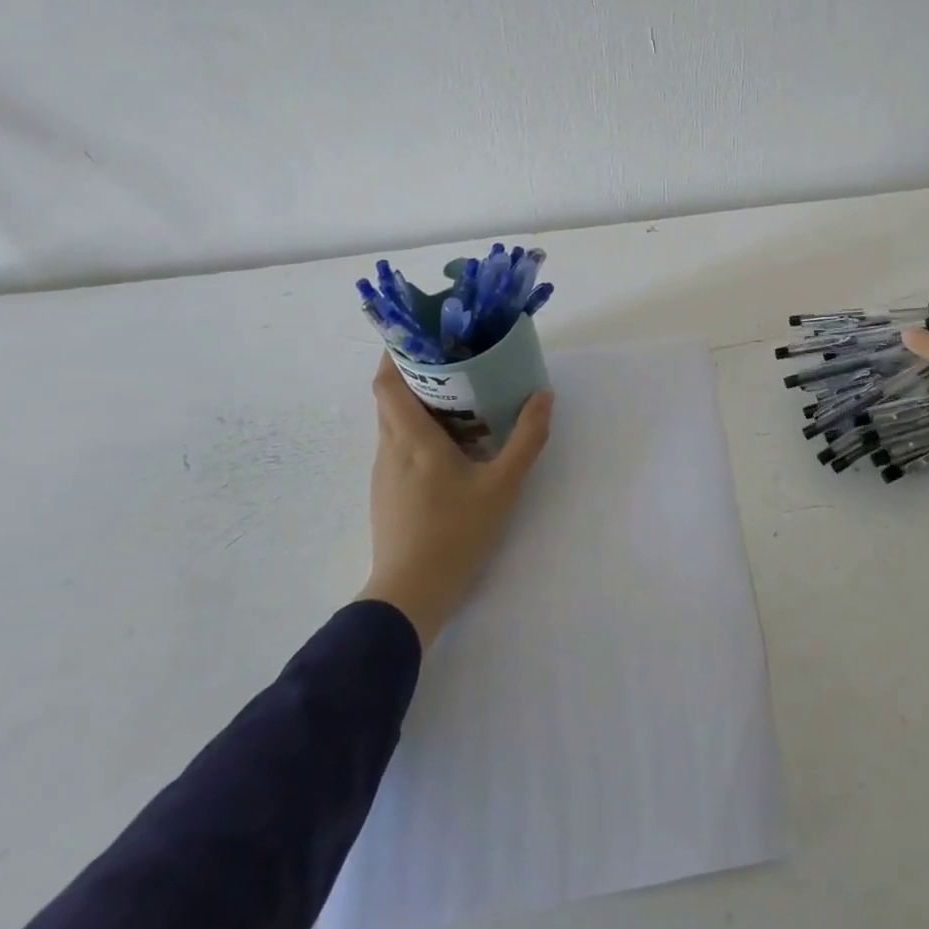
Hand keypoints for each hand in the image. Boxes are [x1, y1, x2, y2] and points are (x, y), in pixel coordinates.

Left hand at [356, 355, 553, 648]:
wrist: (411, 594)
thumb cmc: (455, 532)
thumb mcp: (502, 485)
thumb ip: (526, 438)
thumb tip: (543, 396)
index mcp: (411, 439)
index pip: (386, 382)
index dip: (396, 353)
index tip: (422, 334)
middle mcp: (390, 448)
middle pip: (390, 397)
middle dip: (416, 373)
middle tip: (455, 360)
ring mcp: (384, 473)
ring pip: (394, 423)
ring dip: (419, 403)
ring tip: (460, 397)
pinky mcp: (387, 493)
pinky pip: (399, 446)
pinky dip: (419, 431)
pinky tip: (452, 444)